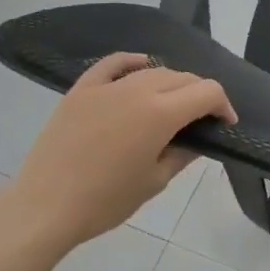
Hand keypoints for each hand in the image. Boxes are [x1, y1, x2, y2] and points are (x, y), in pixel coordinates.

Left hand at [2, 54, 234, 254]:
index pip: (207, 92)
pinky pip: (112, 64)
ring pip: (152, 70)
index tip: (224, 124)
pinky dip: (132, 62)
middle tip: (201, 119)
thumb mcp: (155, 180)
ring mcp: (106, 87)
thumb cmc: (106, 201)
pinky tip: (140, 66)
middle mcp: (137, 90)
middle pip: (182, 77)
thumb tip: (198, 138)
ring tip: (172, 104)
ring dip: (171, 83)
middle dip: (200, 94)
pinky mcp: (81, 90)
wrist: (44, 207)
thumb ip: (183, 153)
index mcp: (161, 114)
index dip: (223, 105)